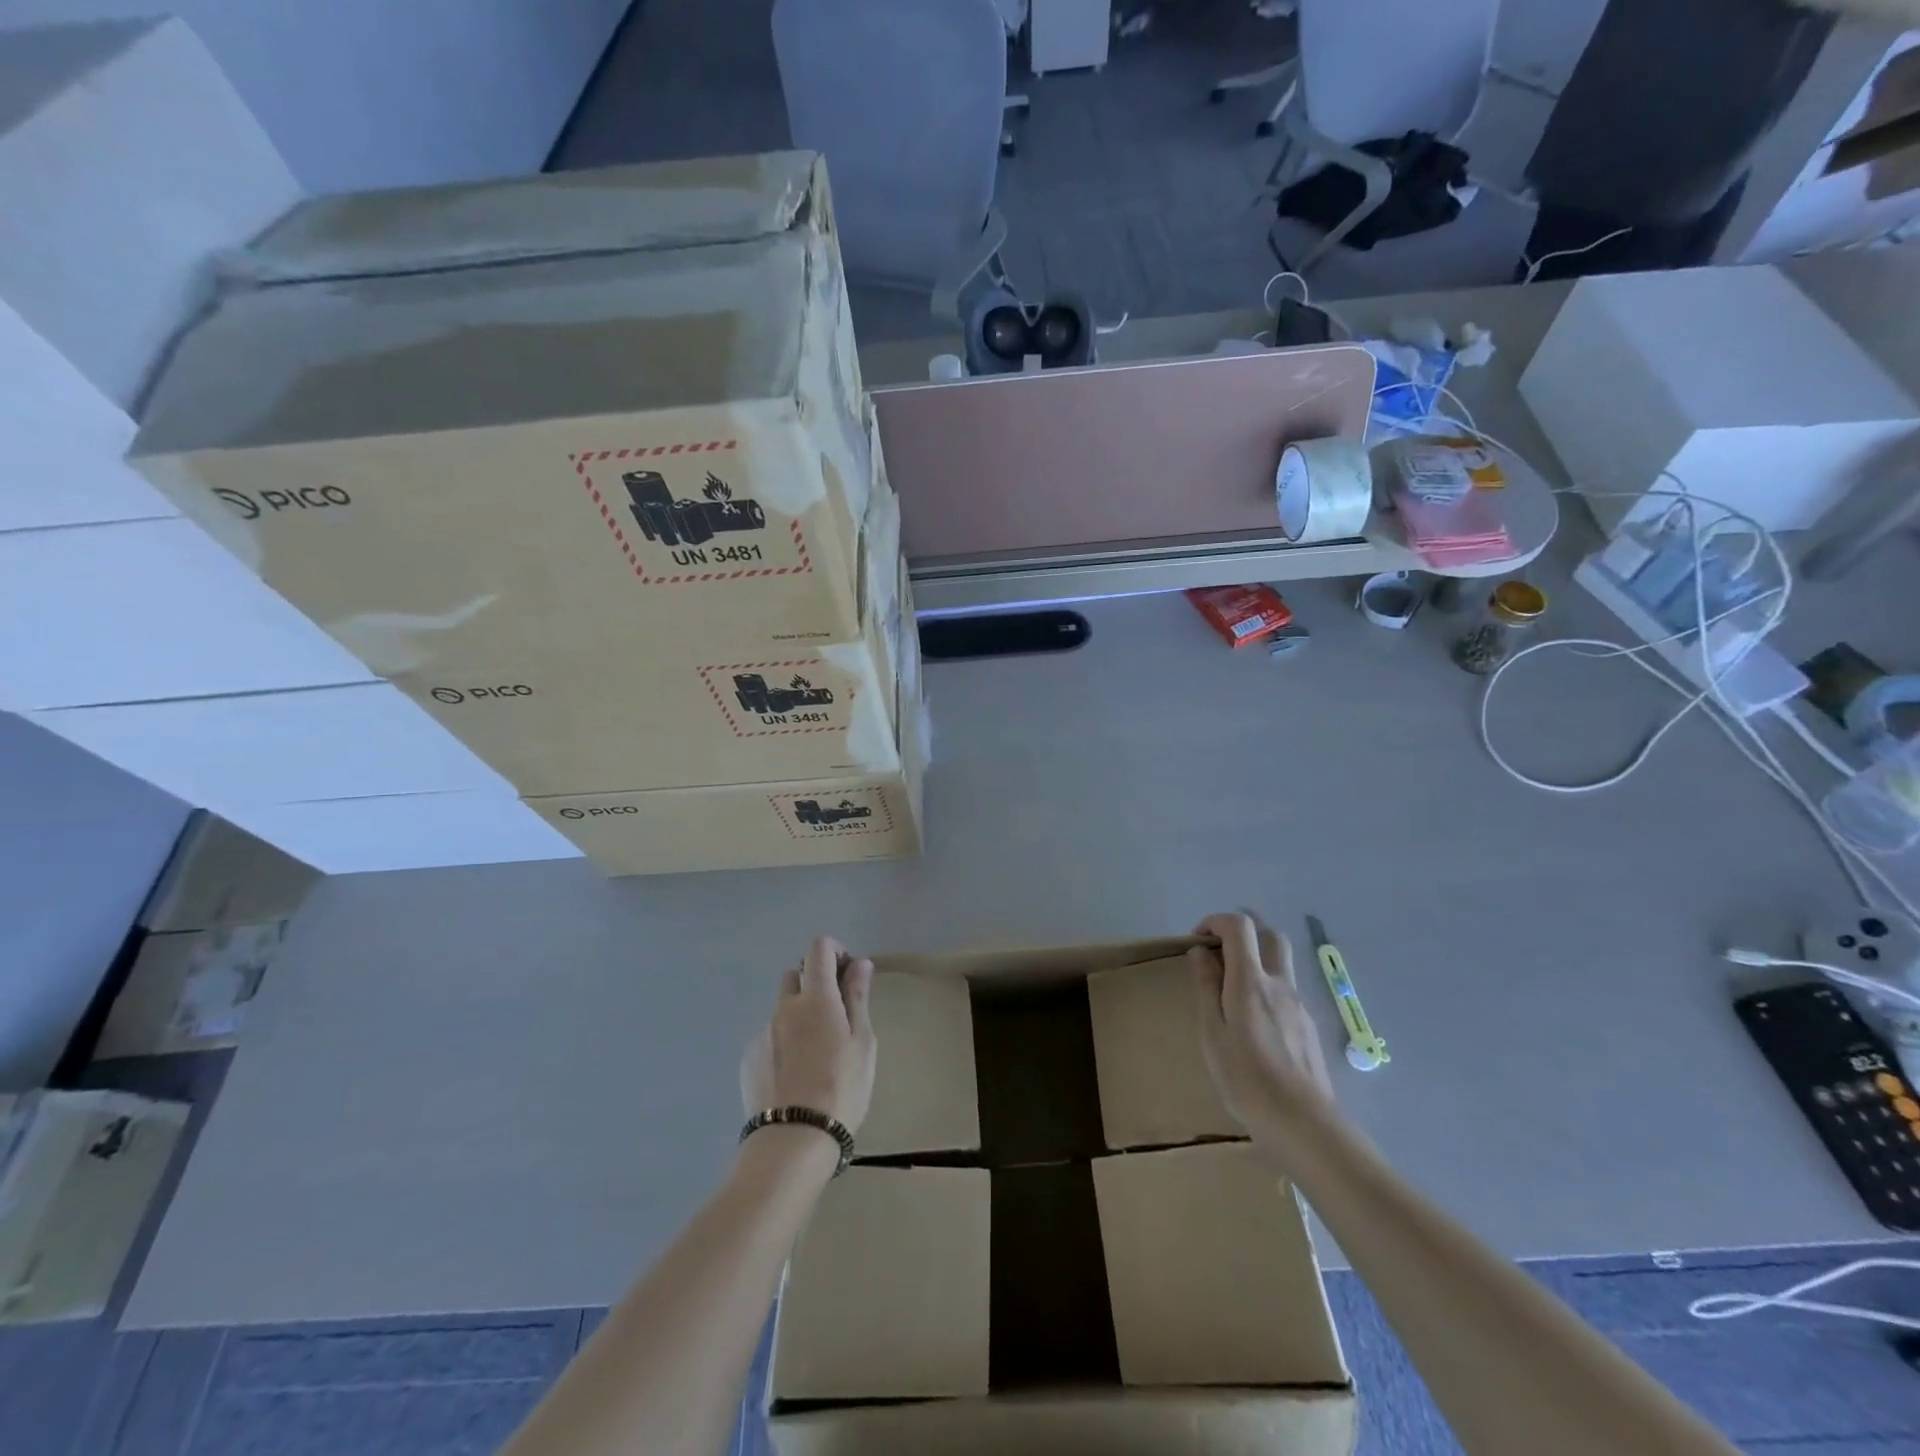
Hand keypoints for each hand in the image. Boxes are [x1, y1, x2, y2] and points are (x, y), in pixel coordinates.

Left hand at [740, 936, 876, 1133]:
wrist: (793, 1140)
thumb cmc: (841, 1088)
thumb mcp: (862, 1042)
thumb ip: (858, 998)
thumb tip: (859, 964)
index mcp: (816, 998)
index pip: (818, 949)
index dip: (834, 951)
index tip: (848, 974)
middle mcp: (784, 1007)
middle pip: (796, 975)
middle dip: (814, 983)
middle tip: (835, 1015)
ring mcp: (762, 1032)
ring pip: (782, 1009)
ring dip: (799, 1015)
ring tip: (815, 1055)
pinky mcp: (748, 1058)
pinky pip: (770, 1036)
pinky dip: (784, 1042)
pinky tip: (795, 1074)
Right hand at [1189, 912, 1337, 1157]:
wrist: (1304, 1124)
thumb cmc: (1246, 1079)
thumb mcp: (1212, 1033)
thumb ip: (1207, 988)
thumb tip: (1201, 953)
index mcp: (1251, 981)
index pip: (1239, 926)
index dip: (1216, 922)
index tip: (1198, 942)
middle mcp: (1279, 984)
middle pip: (1269, 935)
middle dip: (1243, 933)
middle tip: (1220, 956)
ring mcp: (1299, 1004)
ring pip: (1281, 962)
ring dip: (1257, 960)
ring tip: (1233, 991)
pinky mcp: (1309, 1026)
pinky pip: (1286, 991)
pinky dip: (1267, 987)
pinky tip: (1254, 1023)